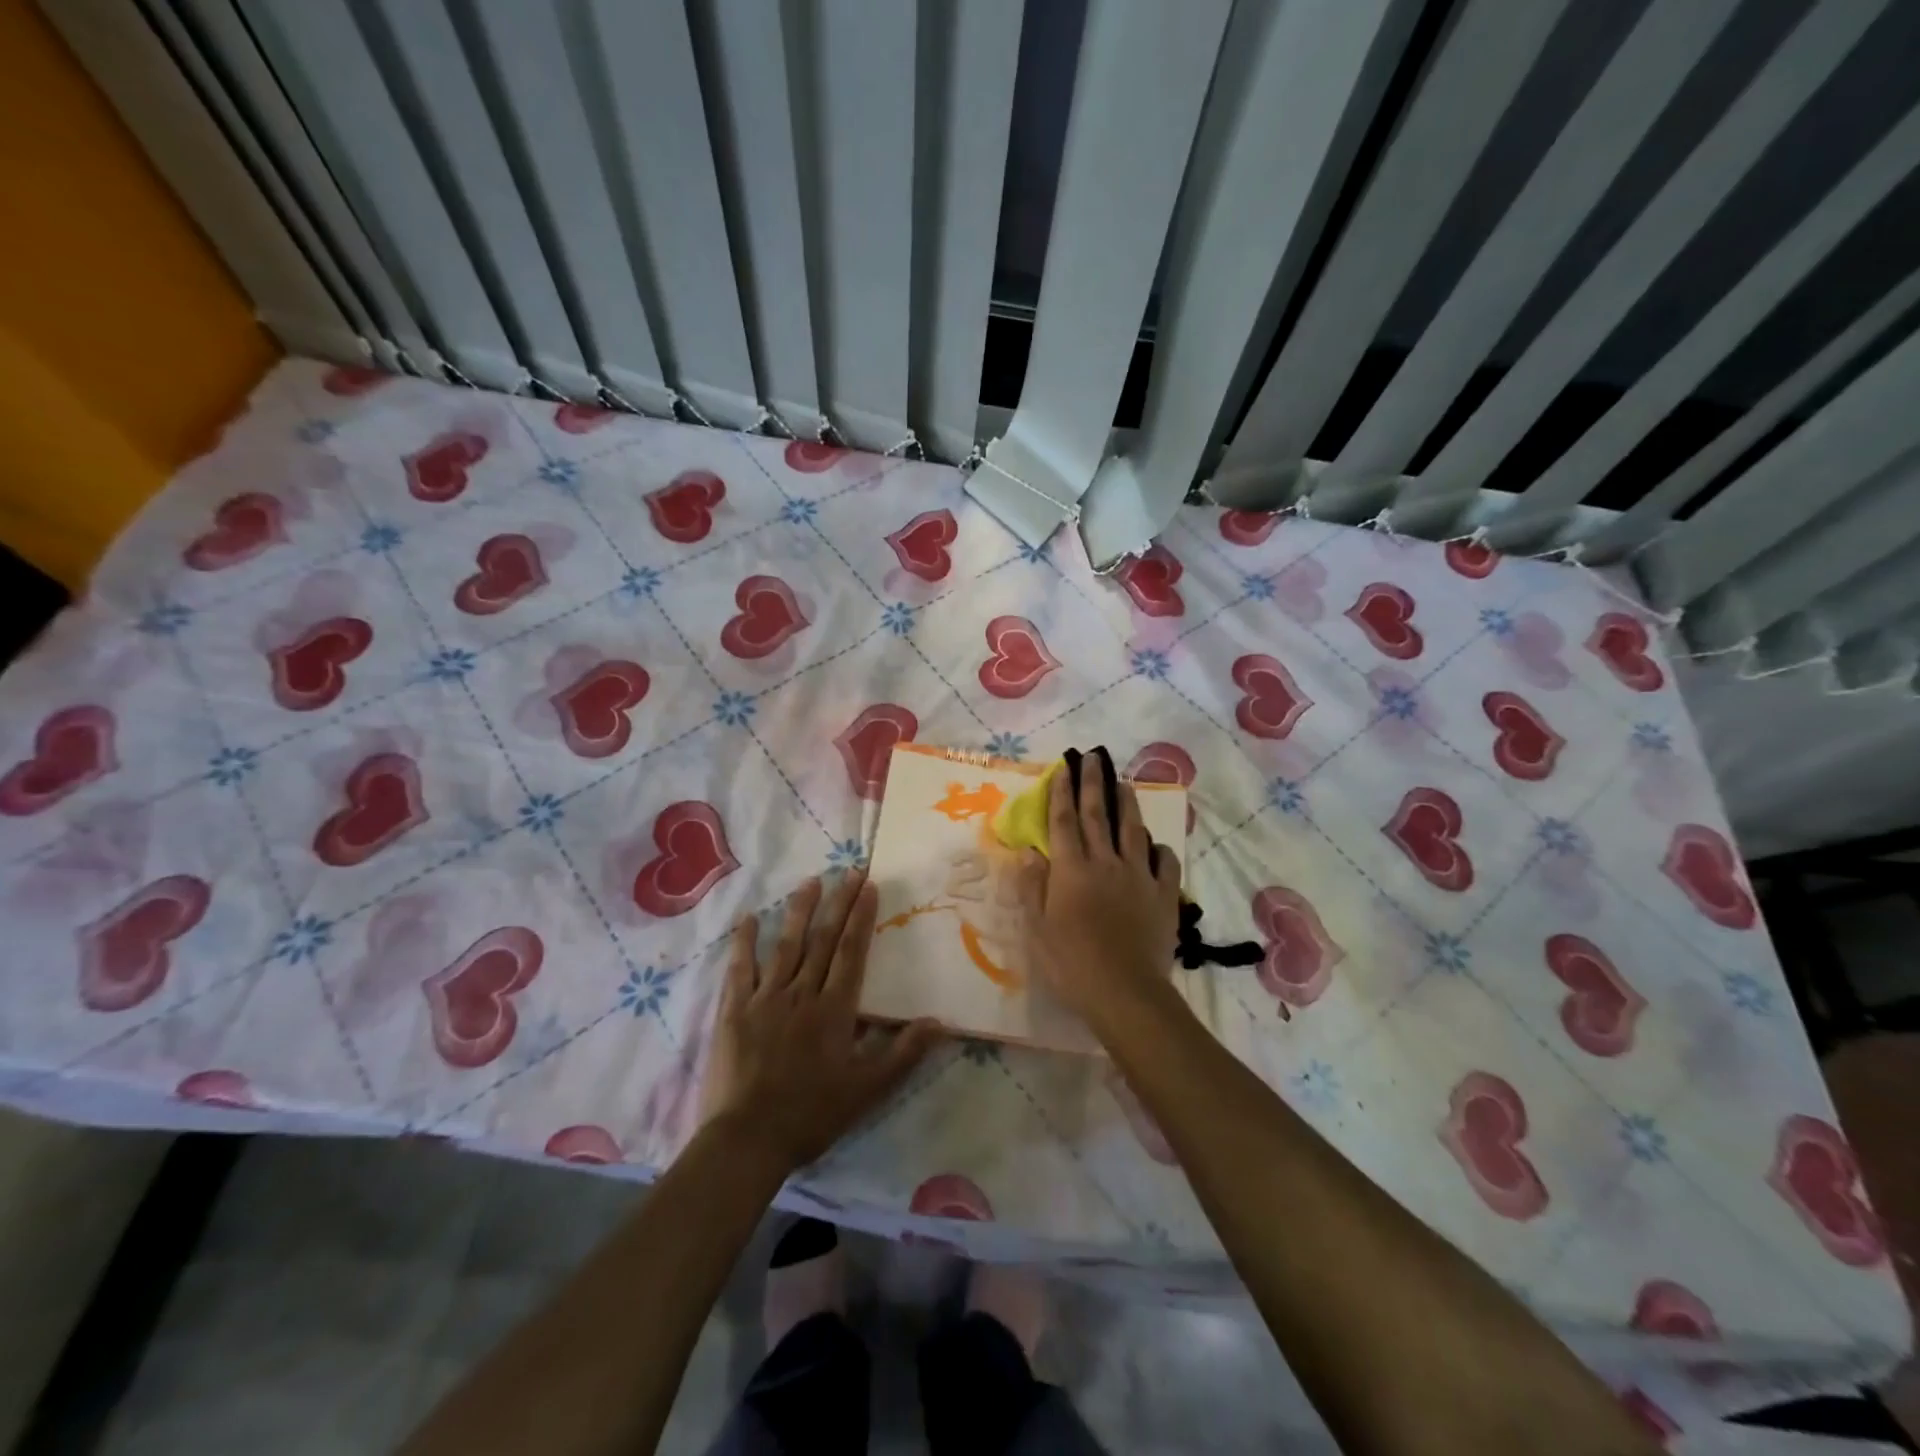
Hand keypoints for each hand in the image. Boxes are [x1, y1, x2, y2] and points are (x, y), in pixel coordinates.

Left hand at [699, 871, 938, 1174]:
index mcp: (834, 1009)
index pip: (852, 952)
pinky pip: (740, 969)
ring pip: (786, 946)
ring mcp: (765, 999)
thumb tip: (939, 1022)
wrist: (748, 1139)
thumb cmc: (812, 1114)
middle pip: (823, 940)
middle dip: (838, 903)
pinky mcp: (735, 1011)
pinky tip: (750, 919)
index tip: (868, 886)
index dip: (861, 917)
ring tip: (810, 881)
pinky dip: (745, 943)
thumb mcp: (867, 1090)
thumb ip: (902, 1053)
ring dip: (800, 911)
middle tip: (849, 871)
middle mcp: (802, 993)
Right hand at [1014, 747, 1183, 1023]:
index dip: (1061, 792)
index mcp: (1071, 869)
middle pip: (1097, 815)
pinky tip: (1156, 846)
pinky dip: (1160, 849)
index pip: (1063, 821)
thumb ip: (1032, 886)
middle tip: (1094, 757)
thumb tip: (1028, 851)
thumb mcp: (1036, 929)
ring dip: (1127, 804)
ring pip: (1133, 830)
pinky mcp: (1163, 895)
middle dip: (1093, 783)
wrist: (1124, 991)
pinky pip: (1165, 863)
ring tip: (1124, 784)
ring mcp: (1138, 876)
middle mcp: (1105, 862)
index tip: (1063, 768)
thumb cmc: (1071, 963)